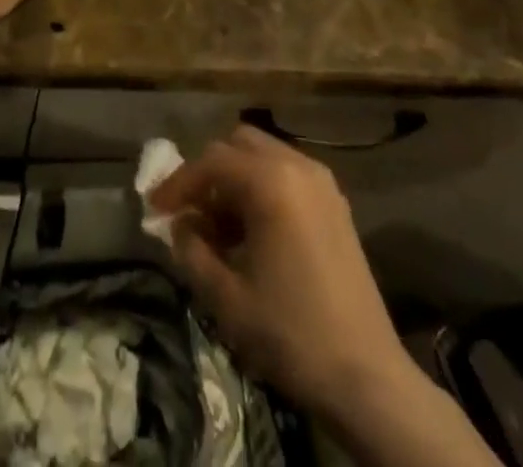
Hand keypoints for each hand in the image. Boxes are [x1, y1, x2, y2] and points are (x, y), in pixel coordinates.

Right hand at [151, 125, 408, 411]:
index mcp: (270, 182)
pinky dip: (262, 188)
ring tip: (219, 227)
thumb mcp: (226, 297)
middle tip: (189, 212)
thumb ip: (192, 250)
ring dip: (235, 180)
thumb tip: (180, 225)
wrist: (367, 377)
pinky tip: (253, 232)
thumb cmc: (291, 333)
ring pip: (264, 156)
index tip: (154, 207)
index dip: (178, 183)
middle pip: (238, 145)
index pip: (210, 162)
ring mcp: (322, 182)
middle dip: (208, 173)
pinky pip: (287, 174)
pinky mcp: (336, 203)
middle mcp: (297, 166)